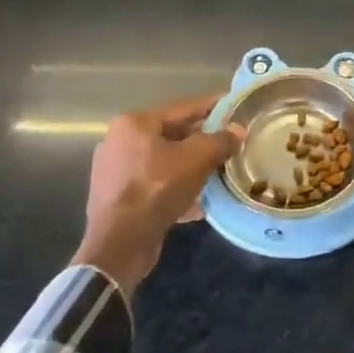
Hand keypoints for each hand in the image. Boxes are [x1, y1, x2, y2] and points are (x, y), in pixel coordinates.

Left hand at [74, 94, 243, 296]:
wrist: (119, 245)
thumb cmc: (156, 189)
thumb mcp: (196, 160)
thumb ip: (220, 140)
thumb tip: (238, 130)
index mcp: (134, 123)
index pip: (183, 108)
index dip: (212, 107)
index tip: (235, 108)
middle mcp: (119, 142)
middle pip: (172, 136)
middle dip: (203, 143)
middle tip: (230, 145)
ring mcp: (115, 171)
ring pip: (165, 163)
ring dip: (191, 169)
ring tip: (218, 175)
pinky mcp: (117, 198)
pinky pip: (155, 186)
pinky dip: (176, 191)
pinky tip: (197, 205)